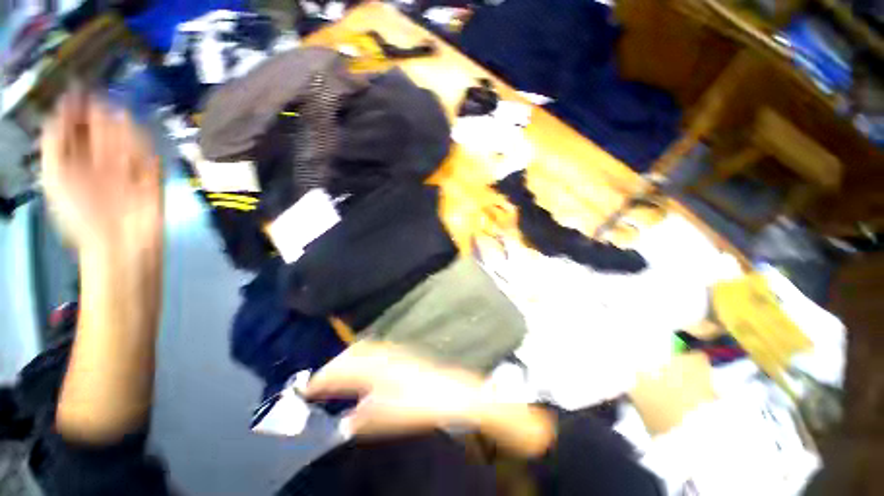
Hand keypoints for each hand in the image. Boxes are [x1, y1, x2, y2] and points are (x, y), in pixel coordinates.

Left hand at [41, 90, 161, 252]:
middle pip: (100, 131)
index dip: (75, 110)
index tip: (79, 92)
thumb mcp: (55, 178)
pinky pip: (148, 154)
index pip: (74, 129)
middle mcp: (99, 162)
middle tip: (99, 102)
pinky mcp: (151, 178)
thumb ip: (53, 144)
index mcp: (76, 163)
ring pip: (125, 140)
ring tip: (117, 115)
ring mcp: (127, 170)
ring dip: (121, 127)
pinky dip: (143, 143)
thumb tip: (60, 111)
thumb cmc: (82, 214)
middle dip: (99, 114)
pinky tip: (137, 133)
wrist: (122, 242)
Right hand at [304, 342, 485, 436]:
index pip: (340, 371)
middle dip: (332, 366)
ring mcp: (393, 351)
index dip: (321, 379)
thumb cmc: (419, 405)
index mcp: (374, 369)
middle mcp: (381, 355)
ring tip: (336, 373)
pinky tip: (362, 366)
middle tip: (318, 381)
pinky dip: (361, 355)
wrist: (450, 390)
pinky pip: (374, 349)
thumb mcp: (387, 417)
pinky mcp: (401, 353)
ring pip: (362, 349)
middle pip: (350, 354)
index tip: (305, 389)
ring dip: (346, 359)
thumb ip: (362, 418)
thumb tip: (344, 420)